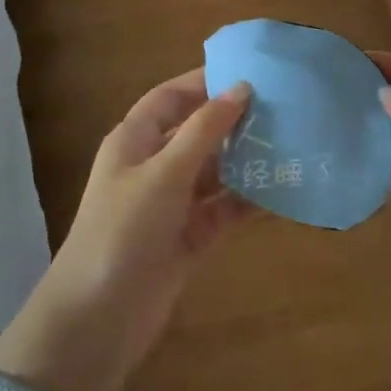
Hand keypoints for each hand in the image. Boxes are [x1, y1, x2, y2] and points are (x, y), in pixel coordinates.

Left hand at [0, 71, 251, 390]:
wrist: (98, 319)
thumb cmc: (124, 230)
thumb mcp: (164, 173)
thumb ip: (205, 130)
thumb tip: (242, 88)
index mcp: (134, 141)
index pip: (170, 97)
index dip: (204, 82)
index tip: (249, 71)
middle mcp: (153, 167)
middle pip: (197, 133)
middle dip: (235, 122)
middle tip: (283, 108)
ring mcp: (171, 204)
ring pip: (215, 172)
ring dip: (247, 161)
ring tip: (292, 143)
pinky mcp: (189, 238)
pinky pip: (224, 210)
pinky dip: (248, 201)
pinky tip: (282, 191)